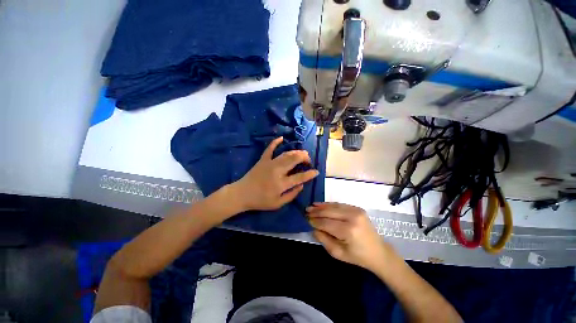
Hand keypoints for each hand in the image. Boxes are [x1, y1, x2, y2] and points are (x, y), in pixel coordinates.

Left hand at [232, 137, 318, 211]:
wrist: (241, 194)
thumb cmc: (260, 201)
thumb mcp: (278, 204)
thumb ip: (291, 195)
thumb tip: (302, 185)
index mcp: (281, 183)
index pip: (300, 177)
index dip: (310, 174)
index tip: (316, 172)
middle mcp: (277, 171)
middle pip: (294, 159)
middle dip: (304, 157)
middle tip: (308, 160)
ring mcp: (270, 163)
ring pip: (286, 154)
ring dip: (296, 152)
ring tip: (302, 153)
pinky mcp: (263, 159)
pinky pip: (270, 148)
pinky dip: (275, 142)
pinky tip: (282, 138)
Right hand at [307, 202, 392, 271]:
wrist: (378, 252)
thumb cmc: (358, 256)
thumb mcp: (338, 253)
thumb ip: (324, 239)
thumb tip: (313, 228)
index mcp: (348, 230)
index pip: (326, 223)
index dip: (315, 221)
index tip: (306, 219)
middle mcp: (352, 217)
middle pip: (329, 212)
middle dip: (316, 211)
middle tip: (306, 210)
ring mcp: (356, 211)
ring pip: (334, 206)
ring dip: (321, 206)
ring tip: (311, 206)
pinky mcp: (357, 208)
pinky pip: (340, 204)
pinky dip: (330, 205)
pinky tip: (322, 205)